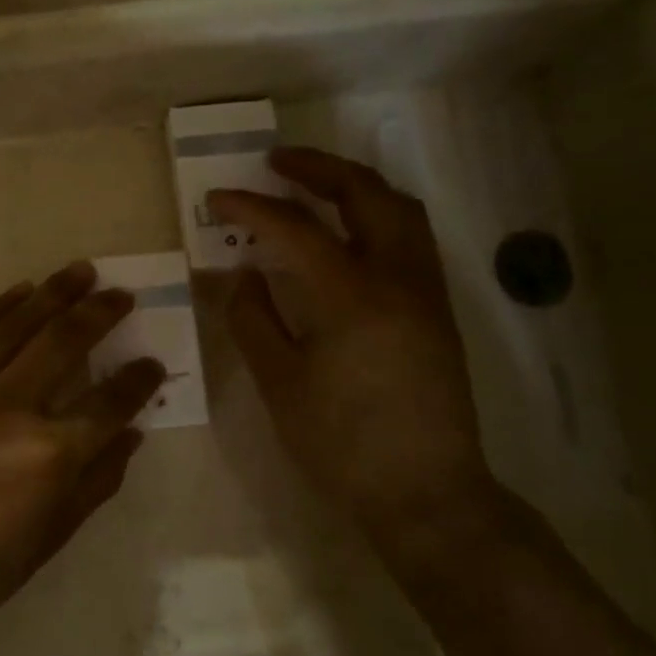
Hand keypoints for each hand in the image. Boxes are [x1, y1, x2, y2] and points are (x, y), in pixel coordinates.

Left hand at [0, 262, 164, 644]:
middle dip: (100, 313)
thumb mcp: (48, 540)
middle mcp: (11, 408)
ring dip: (53, 294)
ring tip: (79, 271)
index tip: (154, 363)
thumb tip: (129, 437)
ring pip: (17, 327)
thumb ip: (95, 484)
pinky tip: (19, 292)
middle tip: (121, 293)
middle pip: (64, 344)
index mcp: (50, 454)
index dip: (139, 381)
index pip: (110, 404)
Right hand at [210, 147, 499, 562]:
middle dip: (317, 169)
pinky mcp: (438, 312)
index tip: (217, 198)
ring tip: (318, 187)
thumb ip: (254, 319)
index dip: (251, 207)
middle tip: (277, 162)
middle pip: (364, 194)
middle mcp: (397, 277)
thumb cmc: (341, 444)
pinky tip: (352, 235)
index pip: (294, 228)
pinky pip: (412, 238)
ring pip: (399, 210)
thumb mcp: (280, 383)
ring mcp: (426, 292)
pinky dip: (379, 216)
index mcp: (350, 294)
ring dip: (356, 186)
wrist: (424, 493)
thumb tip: (243, 274)